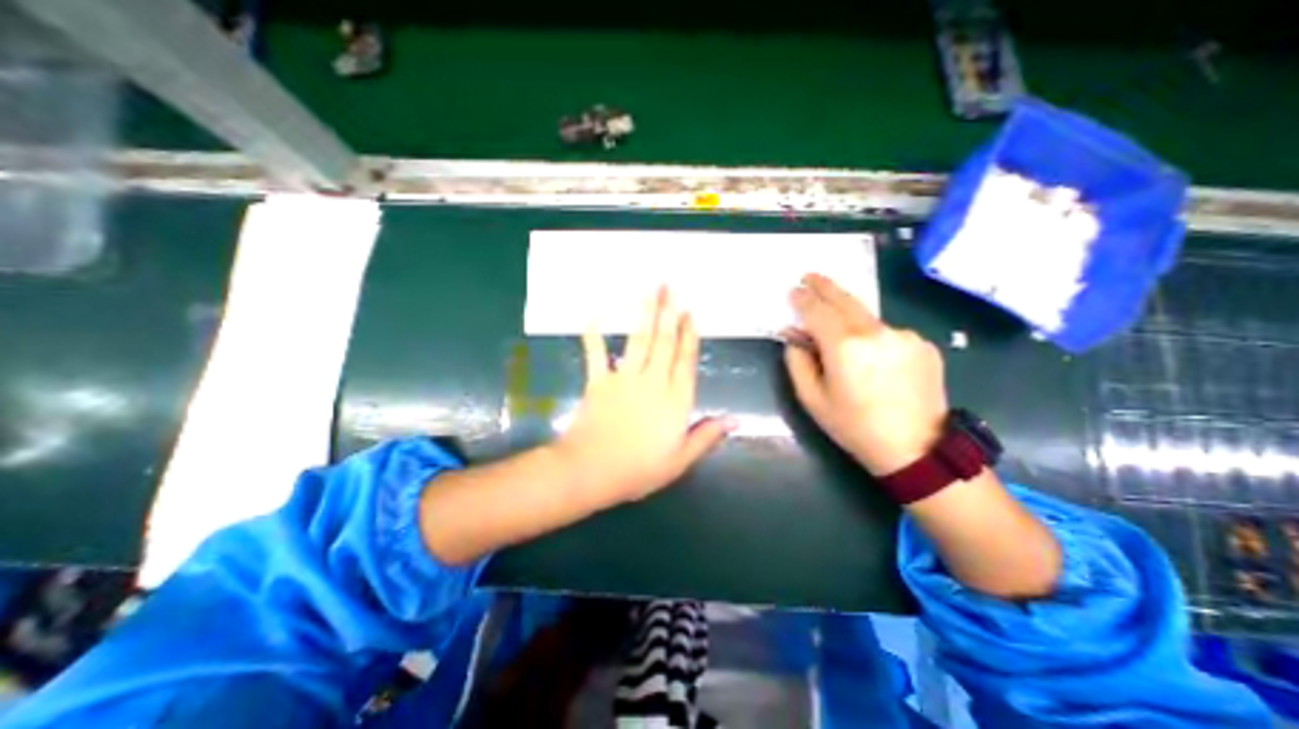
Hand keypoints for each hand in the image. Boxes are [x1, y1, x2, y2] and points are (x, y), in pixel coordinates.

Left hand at [552, 285, 733, 506]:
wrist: (592, 471)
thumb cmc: (638, 470)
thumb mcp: (679, 460)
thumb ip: (706, 436)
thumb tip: (735, 420)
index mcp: (675, 400)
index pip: (686, 360)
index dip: (690, 335)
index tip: (691, 312)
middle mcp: (653, 382)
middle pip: (664, 341)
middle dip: (669, 312)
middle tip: (670, 286)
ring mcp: (625, 378)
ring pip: (638, 340)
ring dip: (644, 313)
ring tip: (648, 289)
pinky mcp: (599, 381)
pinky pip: (596, 353)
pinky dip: (593, 334)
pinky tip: (593, 314)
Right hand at [788, 274, 951, 478]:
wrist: (916, 449)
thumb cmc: (854, 427)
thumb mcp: (812, 399)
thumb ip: (798, 362)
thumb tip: (794, 337)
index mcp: (844, 346)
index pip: (817, 311)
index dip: (803, 300)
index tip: (793, 291)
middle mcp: (876, 331)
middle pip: (845, 300)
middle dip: (824, 286)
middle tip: (809, 276)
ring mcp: (904, 335)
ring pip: (867, 317)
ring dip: (848, 316)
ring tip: (837, 327)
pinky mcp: (922, 344)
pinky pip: (887, 332)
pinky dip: (872, 336)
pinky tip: (871, 357)